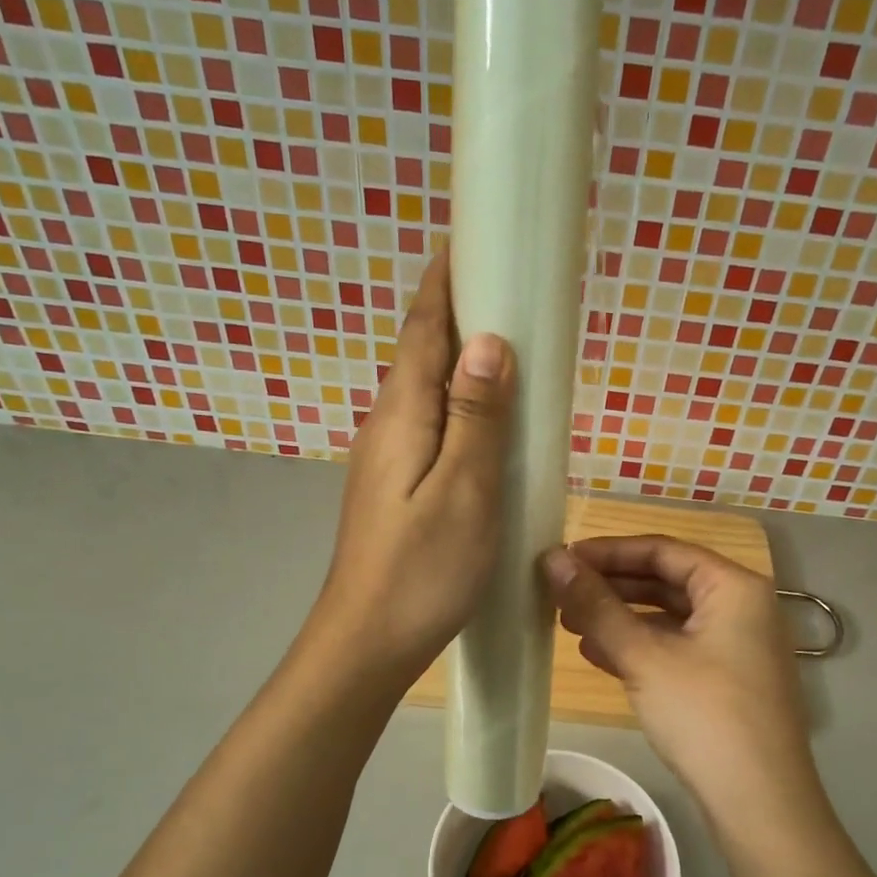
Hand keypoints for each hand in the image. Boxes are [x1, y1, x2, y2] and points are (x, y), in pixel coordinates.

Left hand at [316, 248, 513, 680]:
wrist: (368, 640)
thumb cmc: (422, 570)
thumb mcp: (464, 493)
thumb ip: (476, 417)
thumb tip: (488, 341)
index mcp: (402, 415)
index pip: (422, 327)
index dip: (445, 280)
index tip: (473, 236)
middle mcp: (387, 425)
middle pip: (422, 351)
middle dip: (458, 309)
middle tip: (509, 283)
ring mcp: (388, 457)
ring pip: (426, 389)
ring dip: (460, 356)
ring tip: (507, 339)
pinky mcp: (396, 486)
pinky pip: (432, 423)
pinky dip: (459, 401)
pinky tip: (485, 417)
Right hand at [541, 535, 827, 833]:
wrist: (760, 805)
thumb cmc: (704, 715)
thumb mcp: (644, 656)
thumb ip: (596, 605)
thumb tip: (553, 559)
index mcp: (734, 586)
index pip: (663, 550)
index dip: (608, 551)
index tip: (562, 558)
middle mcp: (742, 607)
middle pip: (667, 580)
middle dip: (611, 586)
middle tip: (560, 592)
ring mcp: (738, 646)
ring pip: (669, 617)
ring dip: (620, 618)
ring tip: (568, 624)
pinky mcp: (728, 680)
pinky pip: (677, 648)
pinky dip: (639, 647)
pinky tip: (599, 656)